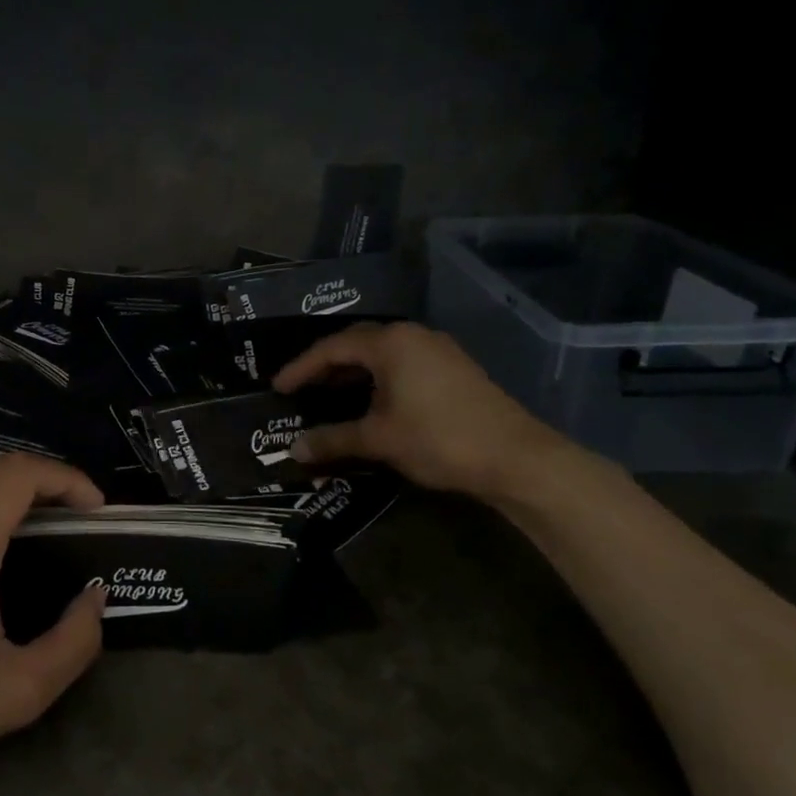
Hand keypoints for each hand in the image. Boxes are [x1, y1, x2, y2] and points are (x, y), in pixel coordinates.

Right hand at [272, 322, 564, 500]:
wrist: (517, 458)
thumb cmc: (439, 439)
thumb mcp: (379, 439)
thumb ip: (332, 440)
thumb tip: (293, 450)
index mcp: (390, 343)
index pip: (332, 348)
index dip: (301, 368)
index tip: (277, 387)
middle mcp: (413, 336)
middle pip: (357, 344)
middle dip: (325, 366)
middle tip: (300, 389)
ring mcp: (438, 351)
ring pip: (382, 354)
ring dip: (353, 373)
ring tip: (329, 395)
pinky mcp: (454, 369)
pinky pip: (402, 364)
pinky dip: (378, 379)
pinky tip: (371, 402)